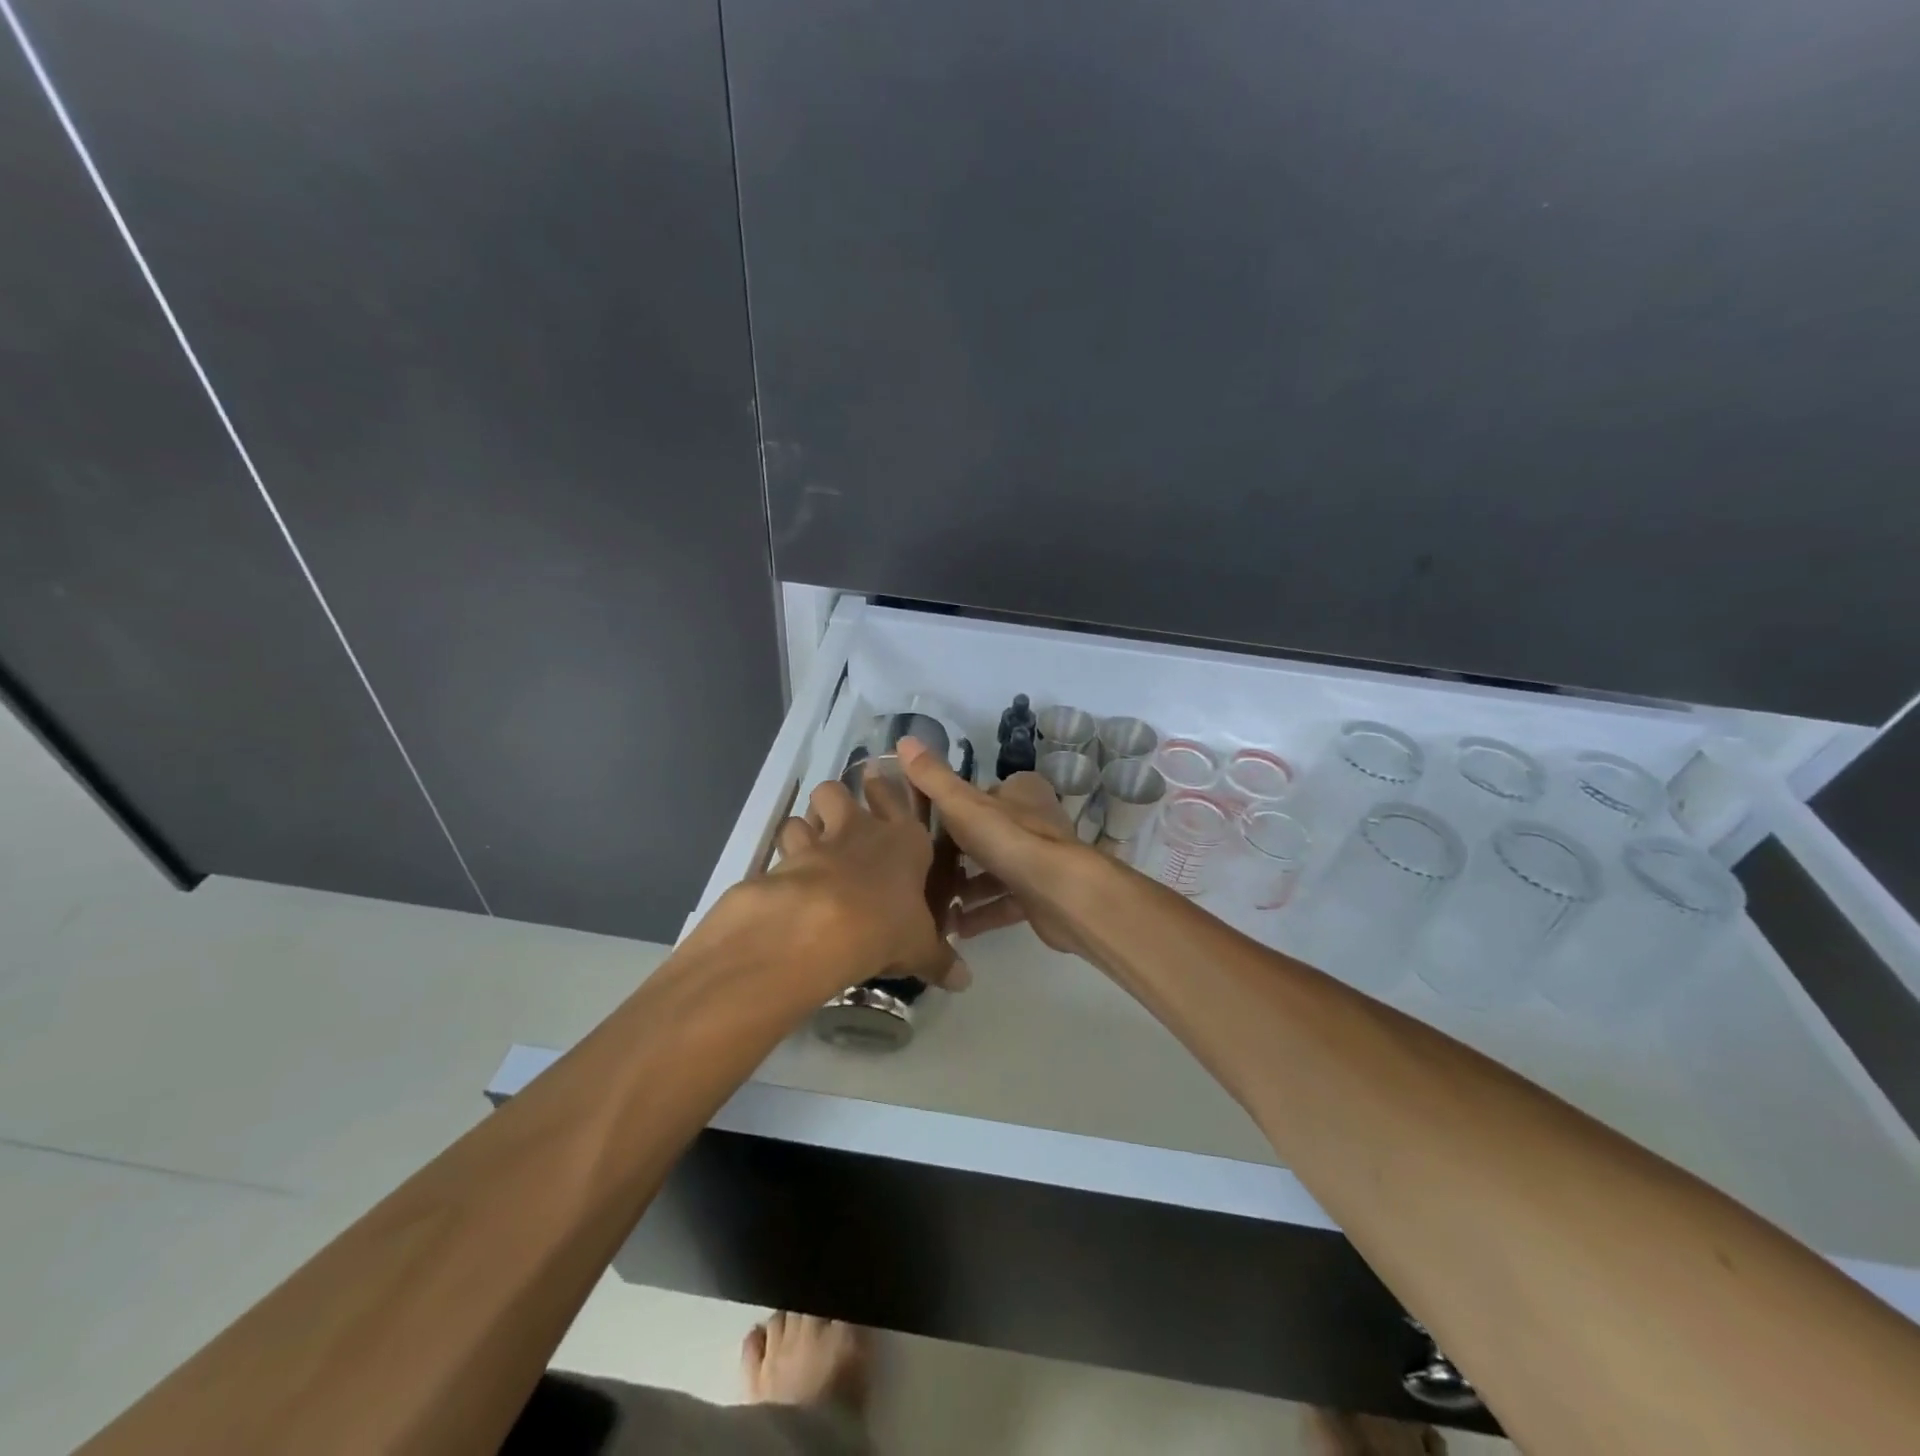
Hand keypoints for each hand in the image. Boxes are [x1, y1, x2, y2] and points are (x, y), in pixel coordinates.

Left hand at [757, 776, 962, 992]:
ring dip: (805, 826)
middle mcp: (861, 829)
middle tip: (837, 820)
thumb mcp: (920, 948)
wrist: (826, 925)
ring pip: (806, 811)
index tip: (877, 785)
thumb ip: (940, 960)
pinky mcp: (786, 859)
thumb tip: (964, 981)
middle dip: (836, 799)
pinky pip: (782, 846)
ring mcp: (820, 839)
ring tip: (806, 846)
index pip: (896, 800)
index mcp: (904, 840)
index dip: (885, 792)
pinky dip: (783, 858)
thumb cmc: (888, 925)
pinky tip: (784, 876)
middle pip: (839, 791)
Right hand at [898, 737, 1104, 959]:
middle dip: (958, 852)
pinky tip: (955, 927)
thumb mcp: (963, 804)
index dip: (957, 806)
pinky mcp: (1042, 896)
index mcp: (1022, 793)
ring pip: (997, 871)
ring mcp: (1041, 860)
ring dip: (967, 887)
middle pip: (989, 833)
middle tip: (923, 866)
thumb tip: (904, 740)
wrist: (1061, 895)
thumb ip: (933, 778)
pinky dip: (982, 914)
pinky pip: (1005, 903)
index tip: (926, 824)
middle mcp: (1036, 821)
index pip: (985, 792)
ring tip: (933, 901)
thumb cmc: (1010, 840)